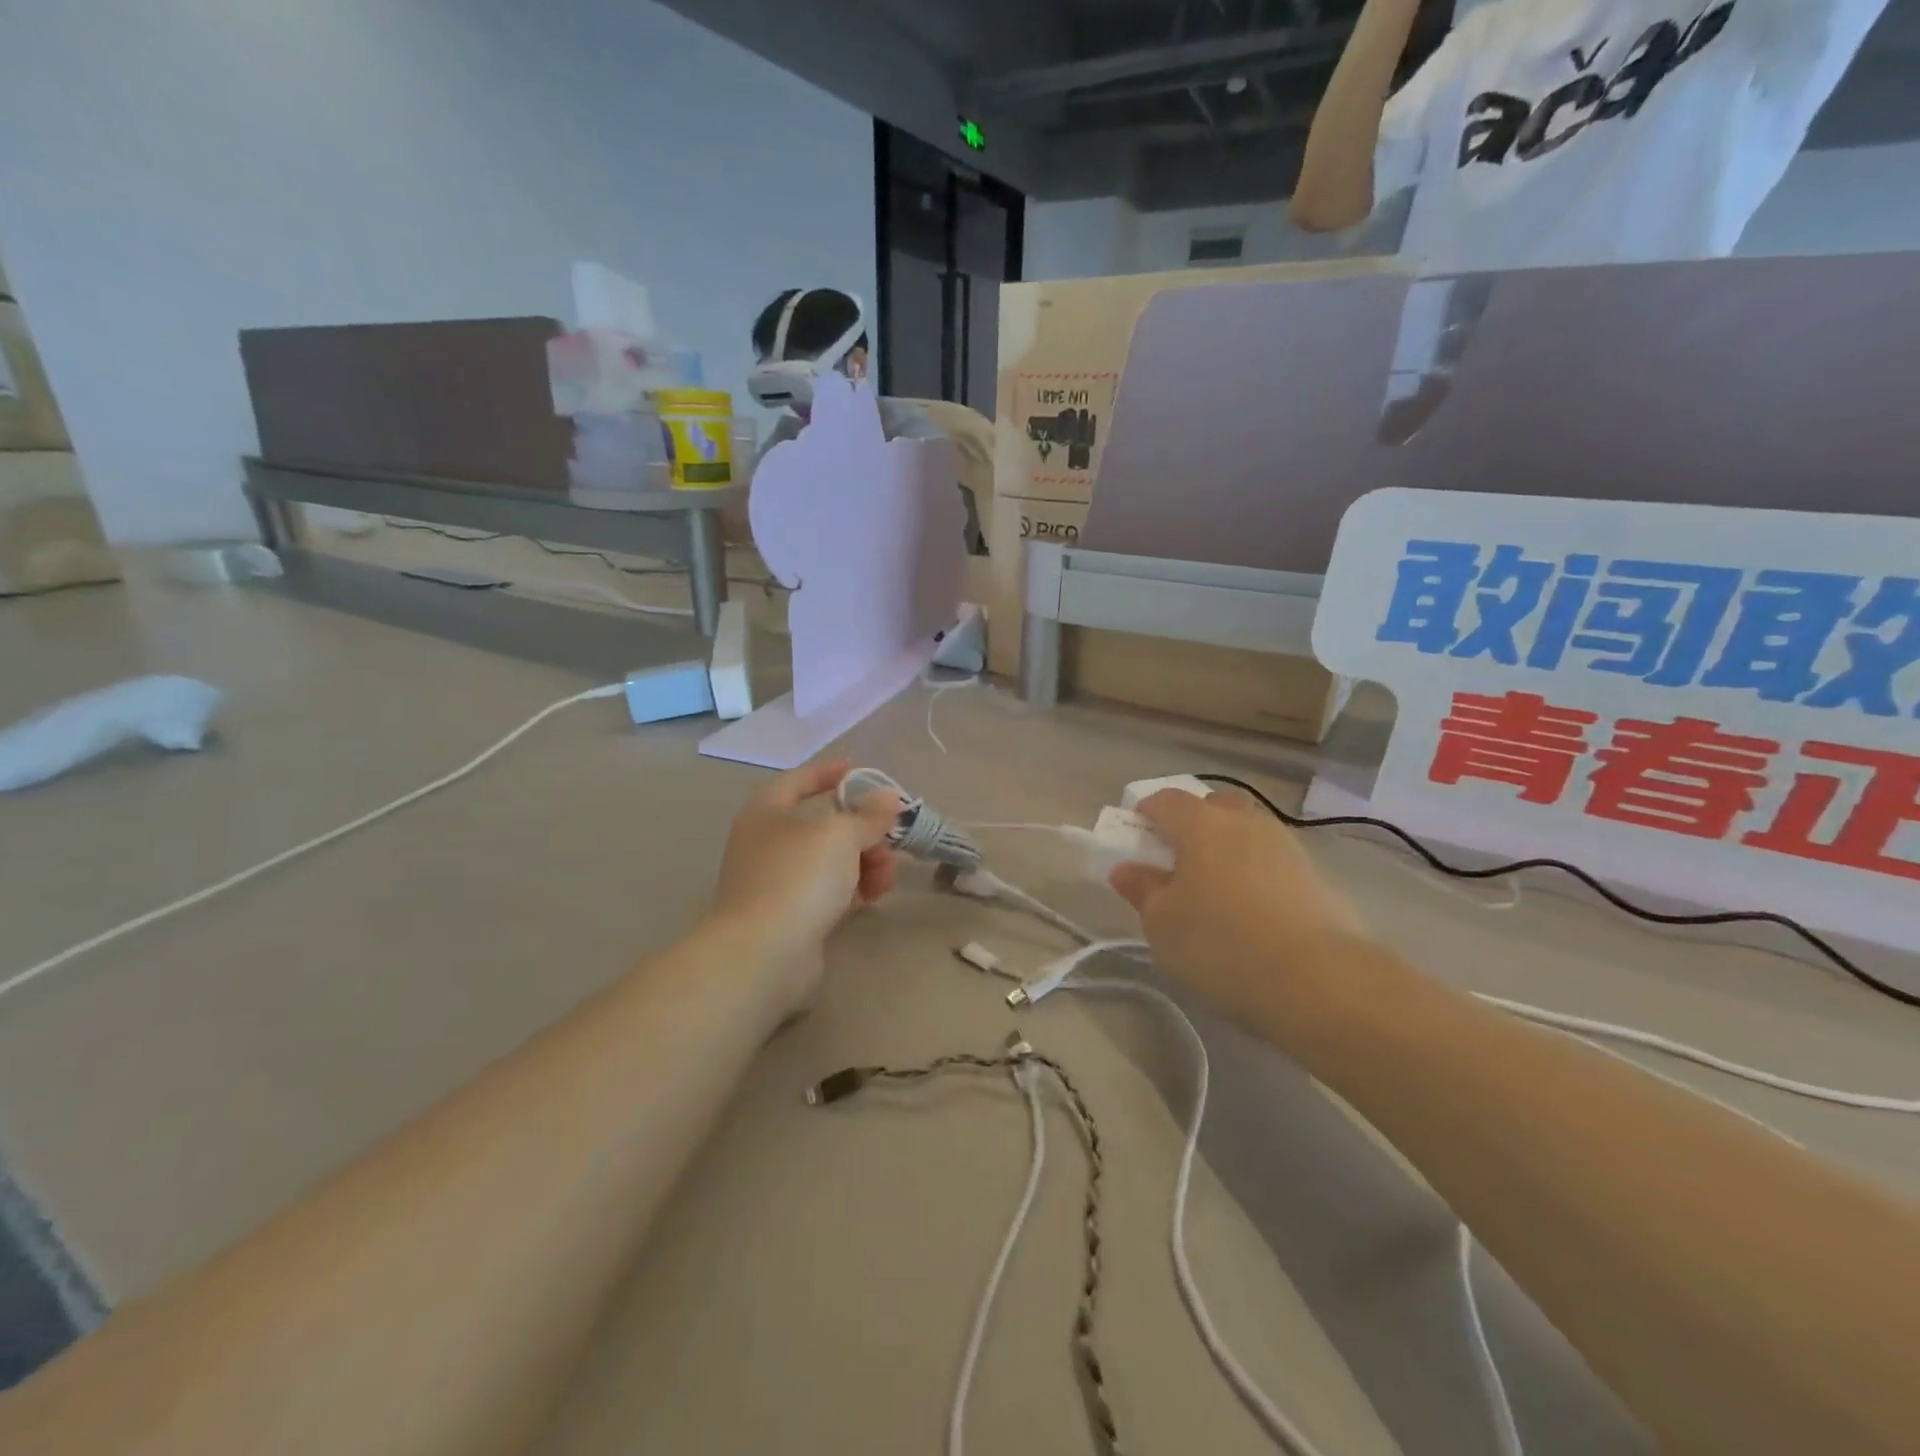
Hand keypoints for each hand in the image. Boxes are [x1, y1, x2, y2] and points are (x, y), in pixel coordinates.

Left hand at [709, 760, 900, 1009]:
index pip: (798, 780)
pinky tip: (873, 897)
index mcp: (766, 813)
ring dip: (864, 862)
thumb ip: (868, 815)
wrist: (765, 953)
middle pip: (823, 825)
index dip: (827, 772)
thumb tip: (888, 797)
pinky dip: (852, 889)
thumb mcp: (840, 835)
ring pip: (830, 861)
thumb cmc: (798, 877)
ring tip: (885, 877)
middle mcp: (766, 843)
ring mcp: (776, 882)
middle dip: (862, 831)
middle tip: (889, 840)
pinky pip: (828, 892)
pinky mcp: (790, 916)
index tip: (857, 770)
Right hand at [1108, 788, 1371, 1037]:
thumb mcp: (1161, 923)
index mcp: (1201, 823)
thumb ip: (1141, 890)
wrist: (1318, 980)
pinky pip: (1272, 862)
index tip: (1136, 840)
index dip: (1145, 814)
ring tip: (1217, 892)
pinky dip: (1256, 875)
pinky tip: (1253, 912)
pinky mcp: (1316, 876)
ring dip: (1227, 850)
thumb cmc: (1220, 943)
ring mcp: (1286, 845)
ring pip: (1246, 833)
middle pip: (1211, 807)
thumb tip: (1126, 869)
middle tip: (1177, 863)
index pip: (1165, 800)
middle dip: (1191, 825)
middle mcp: (1245, 821)